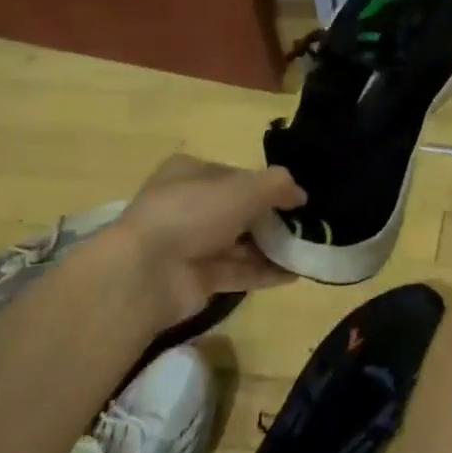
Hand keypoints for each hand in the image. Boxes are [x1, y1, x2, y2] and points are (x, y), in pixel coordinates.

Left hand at [103, 155, 305, 324]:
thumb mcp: (244, 188)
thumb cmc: (193, 213)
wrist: (145, 274)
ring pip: (239, 243)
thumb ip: (278, 186)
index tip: (295, 198)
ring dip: (271, 247)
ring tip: (306, 250)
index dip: (265, 184)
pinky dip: (264, 273)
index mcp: (190, 173)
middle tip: (305, 226)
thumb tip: (301, 194)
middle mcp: (188, 206)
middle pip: (238, 210)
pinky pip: (236, 272)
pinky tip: (294, 274)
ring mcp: (189, 245)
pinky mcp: (195, 279)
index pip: (235, 175)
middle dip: (271, 219)